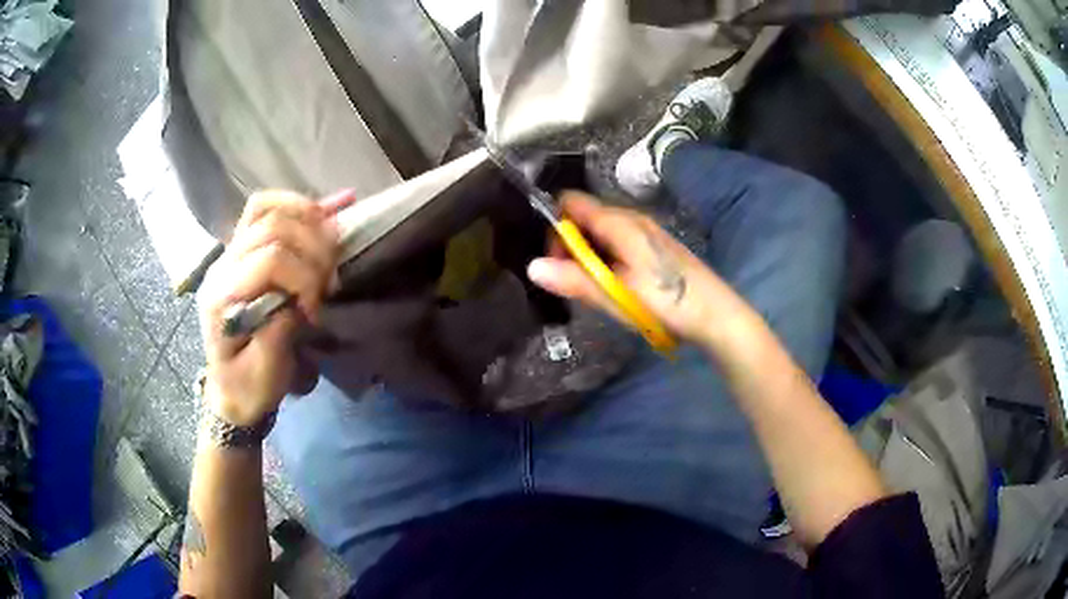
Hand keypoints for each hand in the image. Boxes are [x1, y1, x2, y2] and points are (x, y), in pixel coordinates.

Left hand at [198, 191, 344, 425]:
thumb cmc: (247, 387)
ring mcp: (230, 252)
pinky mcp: (243, 250)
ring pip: (266, 208)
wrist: (231, 389)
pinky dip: (299, 206)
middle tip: (328, 280)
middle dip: (311, 248)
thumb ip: (278, 334)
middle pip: (271, 226)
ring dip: (307, 217)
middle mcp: (222, 265)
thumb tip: (302, 297)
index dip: (303, 277)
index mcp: (221, 297)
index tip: (317, 310)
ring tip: (332, 240)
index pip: (269, 259)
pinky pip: (265, 210)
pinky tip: (330, 205)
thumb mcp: (265, 375)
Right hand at [527, 192, 751, 348]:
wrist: (716, 315)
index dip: (554, 225)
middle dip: (569, 244)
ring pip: (600, 231)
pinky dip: (605, 258)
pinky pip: (617, 242)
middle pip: (584, 217)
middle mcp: (631, 218)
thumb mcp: (617, 295)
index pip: (571, 202)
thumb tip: (532, 266)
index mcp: (620, 222)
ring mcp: (645, 231)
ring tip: (593, 288)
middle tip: (572, 281)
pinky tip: (615, 285)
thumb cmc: (667, 302)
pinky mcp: (653, 246)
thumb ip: (575, 279)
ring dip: (588, 255)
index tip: (554, 259)